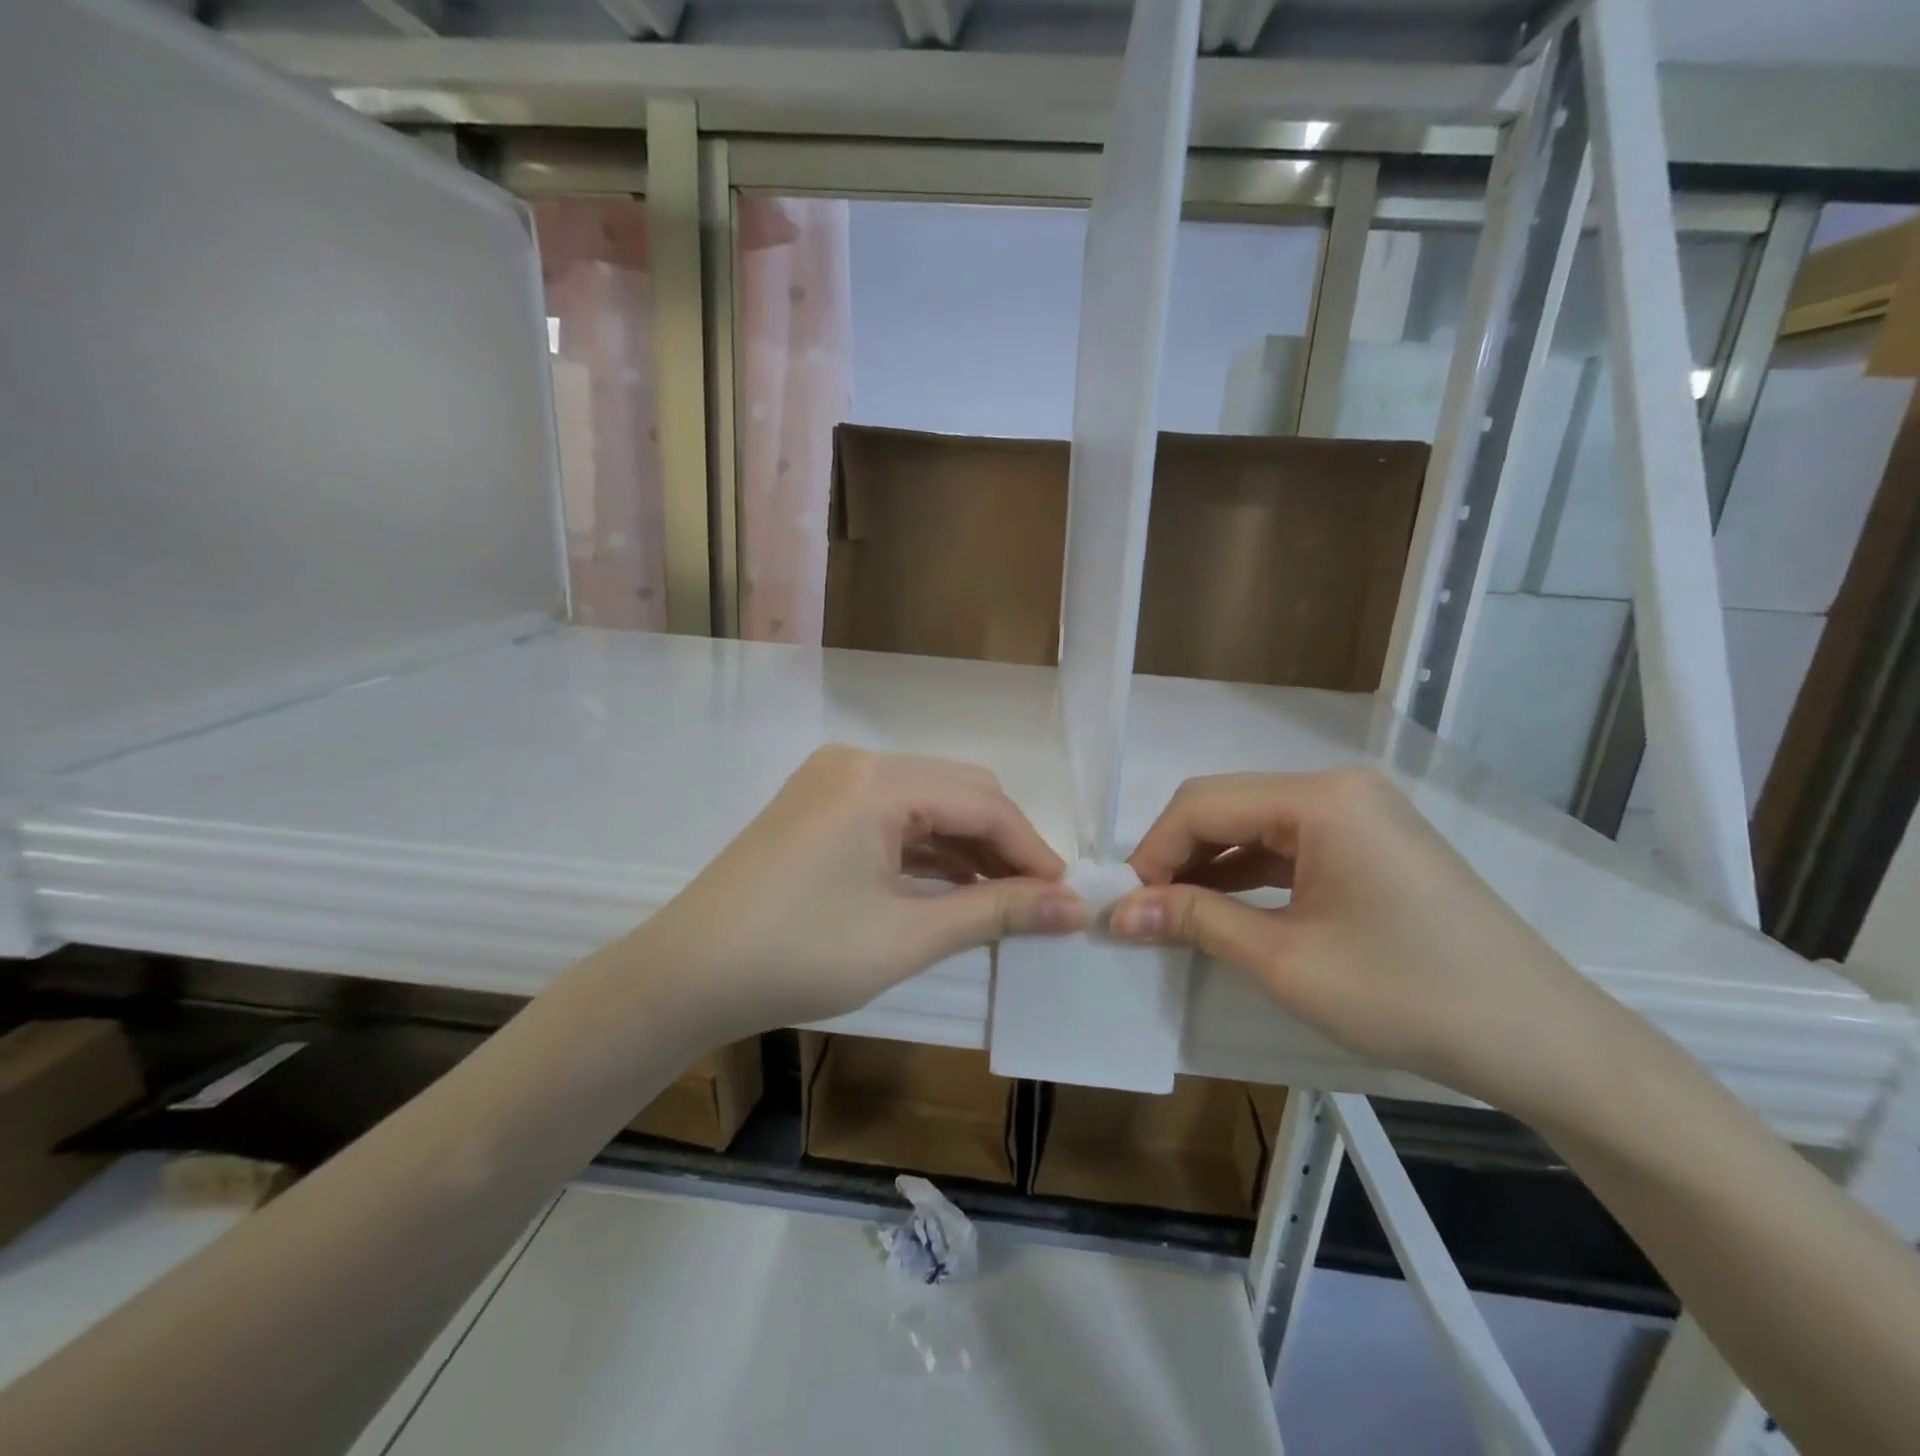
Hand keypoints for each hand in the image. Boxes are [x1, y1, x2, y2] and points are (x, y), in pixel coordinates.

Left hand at [635, 746, 1087, 1037]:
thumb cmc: (800, 955)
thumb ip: (996, 913)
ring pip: (926, 801)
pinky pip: (891, 814)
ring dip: (966, 845)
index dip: (1032, 850)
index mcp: (879, 780)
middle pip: (958, 790)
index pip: (983, 803)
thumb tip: (1075, 908)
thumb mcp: (908, 937)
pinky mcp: (816, 803)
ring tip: (999, 899)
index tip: (1067, 897)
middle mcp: (857, 762)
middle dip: (1002, 843)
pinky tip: (948, 885)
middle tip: (1035, 900)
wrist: (686, 976)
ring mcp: (831, 779)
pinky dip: (926, 846)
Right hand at [1110, 769, 1621, 1119]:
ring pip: (1254, 825)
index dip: (1152, 852)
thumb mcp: (1285, 962)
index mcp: (1321, 799)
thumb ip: (1195, 921)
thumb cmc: (1409, 996)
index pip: (1202, 804)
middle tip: (1142, 913)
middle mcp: (1338, 787)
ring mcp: (1360, 812)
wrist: (1544, 1042)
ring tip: (1172, 915)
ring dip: (1208, 866)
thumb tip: (1118, 912)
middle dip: (1176, 857)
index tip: (1122, 906)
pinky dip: (1248, 874)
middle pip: (1226, 806)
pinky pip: (1288, 845)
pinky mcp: (1370, 841)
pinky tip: (1223, 909)